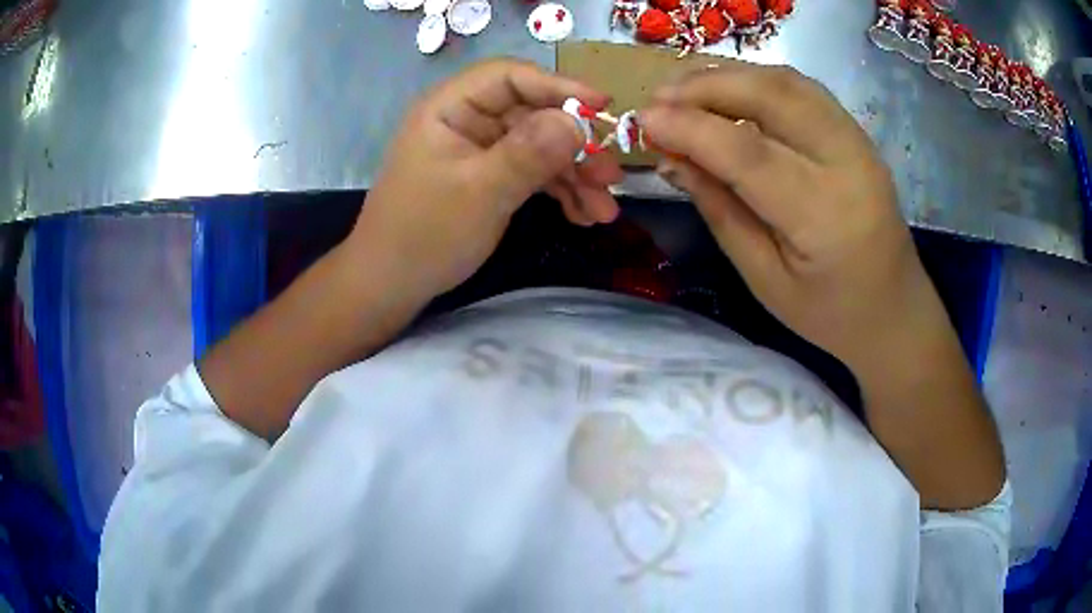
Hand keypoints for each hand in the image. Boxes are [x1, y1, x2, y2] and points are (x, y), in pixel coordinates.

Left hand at [349, 59, 622, 303]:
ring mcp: (479, 150)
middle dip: (575, 145)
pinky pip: (531, 173)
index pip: (510, 77)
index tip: (604, 108)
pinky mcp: (488, 177)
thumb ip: (529, 153)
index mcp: (451, 107)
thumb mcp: (480, 192)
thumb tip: (578, 120)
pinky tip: (584, 215)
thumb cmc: (425, 234)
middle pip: (533, 115)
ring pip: (538, 147)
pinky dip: (558, 191)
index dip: (559, 86)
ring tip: (605, 209)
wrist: (391, 286)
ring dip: (574, 176)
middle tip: (611, 175)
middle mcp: (467, 121)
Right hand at [640, 63, 926, 366]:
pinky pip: (803, 89)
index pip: (749, 154)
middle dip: (707, 86)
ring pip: (788, 82)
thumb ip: (719, 211)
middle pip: (773, 97)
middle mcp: (848, 165)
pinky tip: (729, 91)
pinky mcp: (857, 134)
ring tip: (684, 87)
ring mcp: (859, 142)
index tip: (644, 120)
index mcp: (824, 218)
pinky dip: (758, 80)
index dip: (691, 129)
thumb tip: (671, 158)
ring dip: (730, 75)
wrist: (894, 310)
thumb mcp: (764, 279)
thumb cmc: (829, 313)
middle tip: (659, 97)